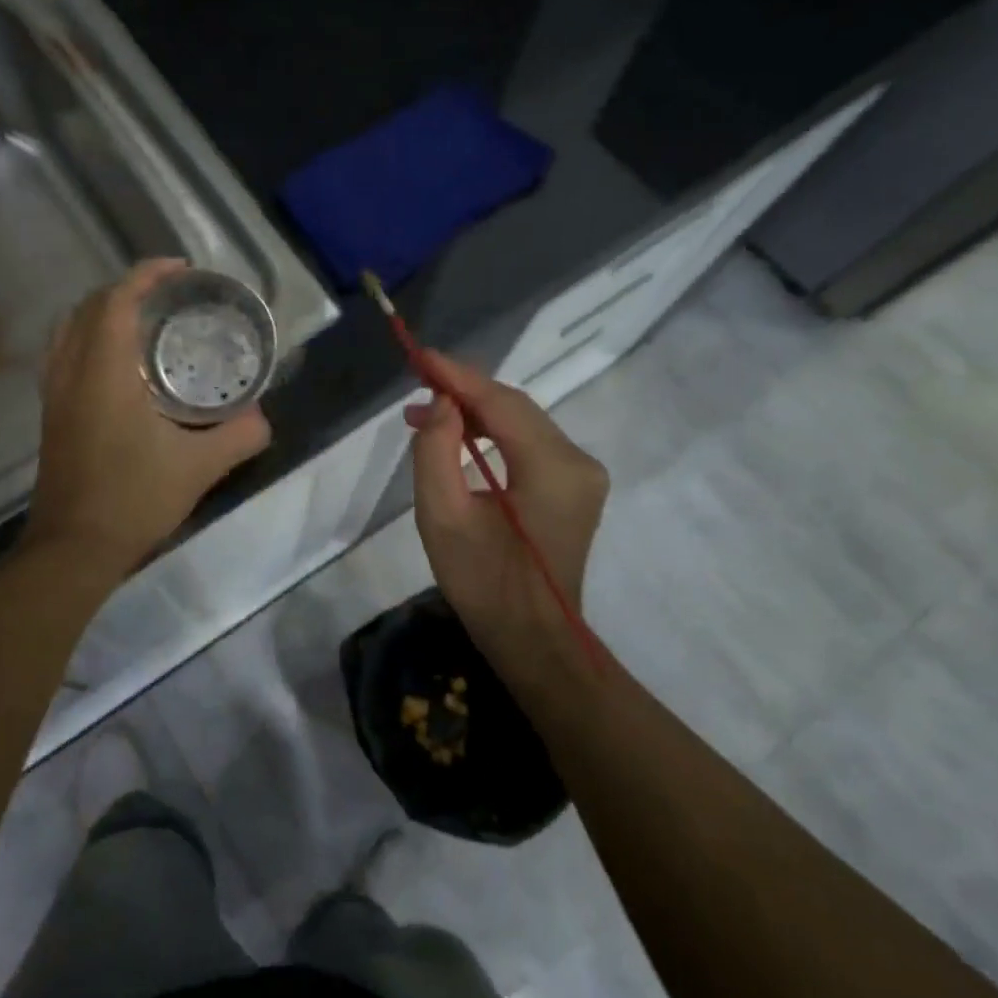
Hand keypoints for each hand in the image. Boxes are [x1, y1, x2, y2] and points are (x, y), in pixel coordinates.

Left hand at [24, 260, 271, 568]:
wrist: (73, 548)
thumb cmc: (134, 499)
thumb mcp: (199, 467)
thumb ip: (239, 436)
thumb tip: (263, 418)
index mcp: (104, 372)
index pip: (118, 301)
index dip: (147, 275)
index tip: (181, 270)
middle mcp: (72, 372)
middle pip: (90, 306)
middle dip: (128, 289)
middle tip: (169, 296)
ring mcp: (55, 394)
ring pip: (70, 329)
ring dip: (104, 312)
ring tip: (143, 322)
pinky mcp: (52, 415)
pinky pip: (64, 354)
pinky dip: (89, 338)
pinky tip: (119, 365)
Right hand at [405, 351, 608, 654]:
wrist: (533, 640)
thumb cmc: (483, 584)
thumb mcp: (442, 517)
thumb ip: (435, 451)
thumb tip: (441, 403)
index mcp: (553, 468)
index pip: (502, 403)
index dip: (458, 377)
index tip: (420, 357)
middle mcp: (578, 461)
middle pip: (515, 408)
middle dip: (464, 392)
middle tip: (415, 387)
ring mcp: (582, 474)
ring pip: (522, 423)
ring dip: (476, 413)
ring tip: (425, 414)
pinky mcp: (574, 487)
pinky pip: (529, 444)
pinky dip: (492, 435)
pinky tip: (459, 436)